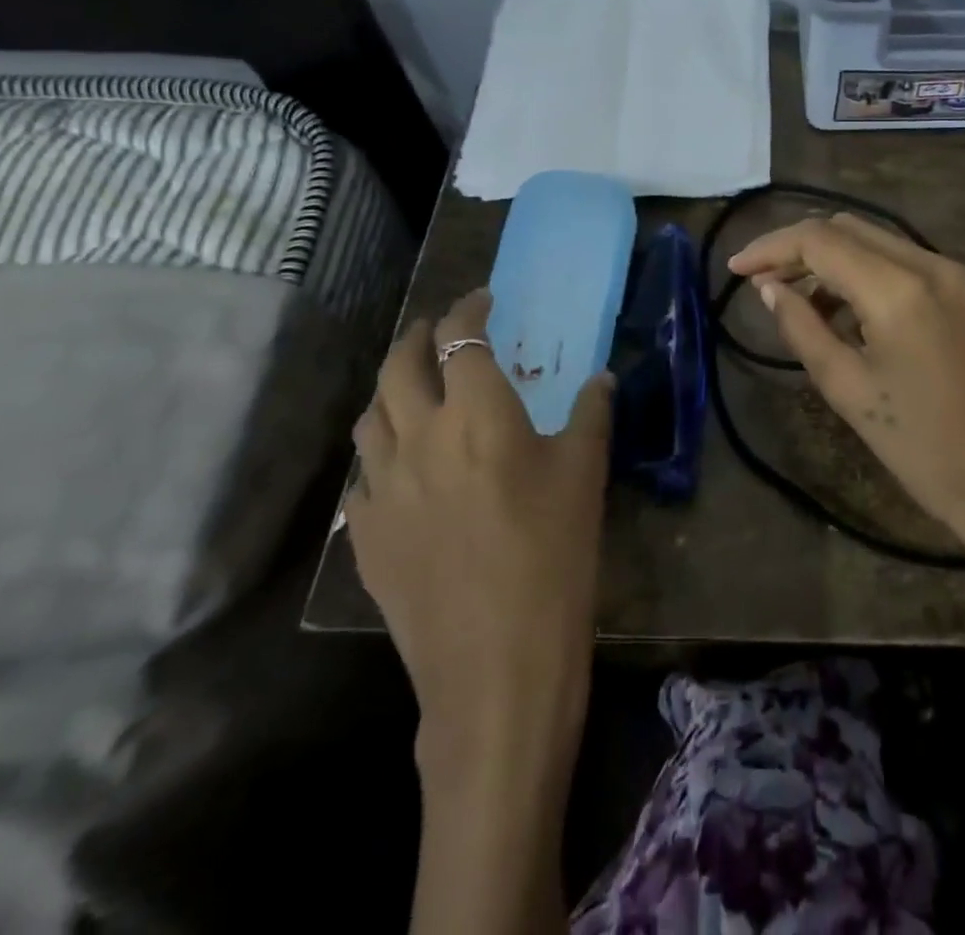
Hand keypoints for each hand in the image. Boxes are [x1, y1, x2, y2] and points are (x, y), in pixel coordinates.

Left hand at [345, 288, 613, 765]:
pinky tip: (403, 467)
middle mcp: (419, 438)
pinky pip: (363, 474)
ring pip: (370, 415)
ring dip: (390, 388)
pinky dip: (381, 452)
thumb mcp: (585, 476)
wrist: (496, 664)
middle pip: (399, 365)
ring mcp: (382, 488)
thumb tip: (600, 379)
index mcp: (477, 415)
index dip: (469, 311)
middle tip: (439, 332)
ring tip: (413, 387)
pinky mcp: (365, 535)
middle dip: (418, 336)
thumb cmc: (554, 556)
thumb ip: (591, 415)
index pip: (461, 340)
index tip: (484, 301)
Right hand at [728, 214, 964, 615]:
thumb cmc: (925, 451)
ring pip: (884, 244)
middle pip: (852, 228)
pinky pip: (915, 267)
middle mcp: (936, 265)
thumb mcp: (849, 390)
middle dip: (801, 248)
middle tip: (766, 284)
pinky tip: (858, 315)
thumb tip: (771, 289)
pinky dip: (875, 276)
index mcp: (900, 288)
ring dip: (838, 262)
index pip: (820, 240)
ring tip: (806, 305)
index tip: (736, 269)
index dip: (770, 248)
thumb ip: (803, 328)